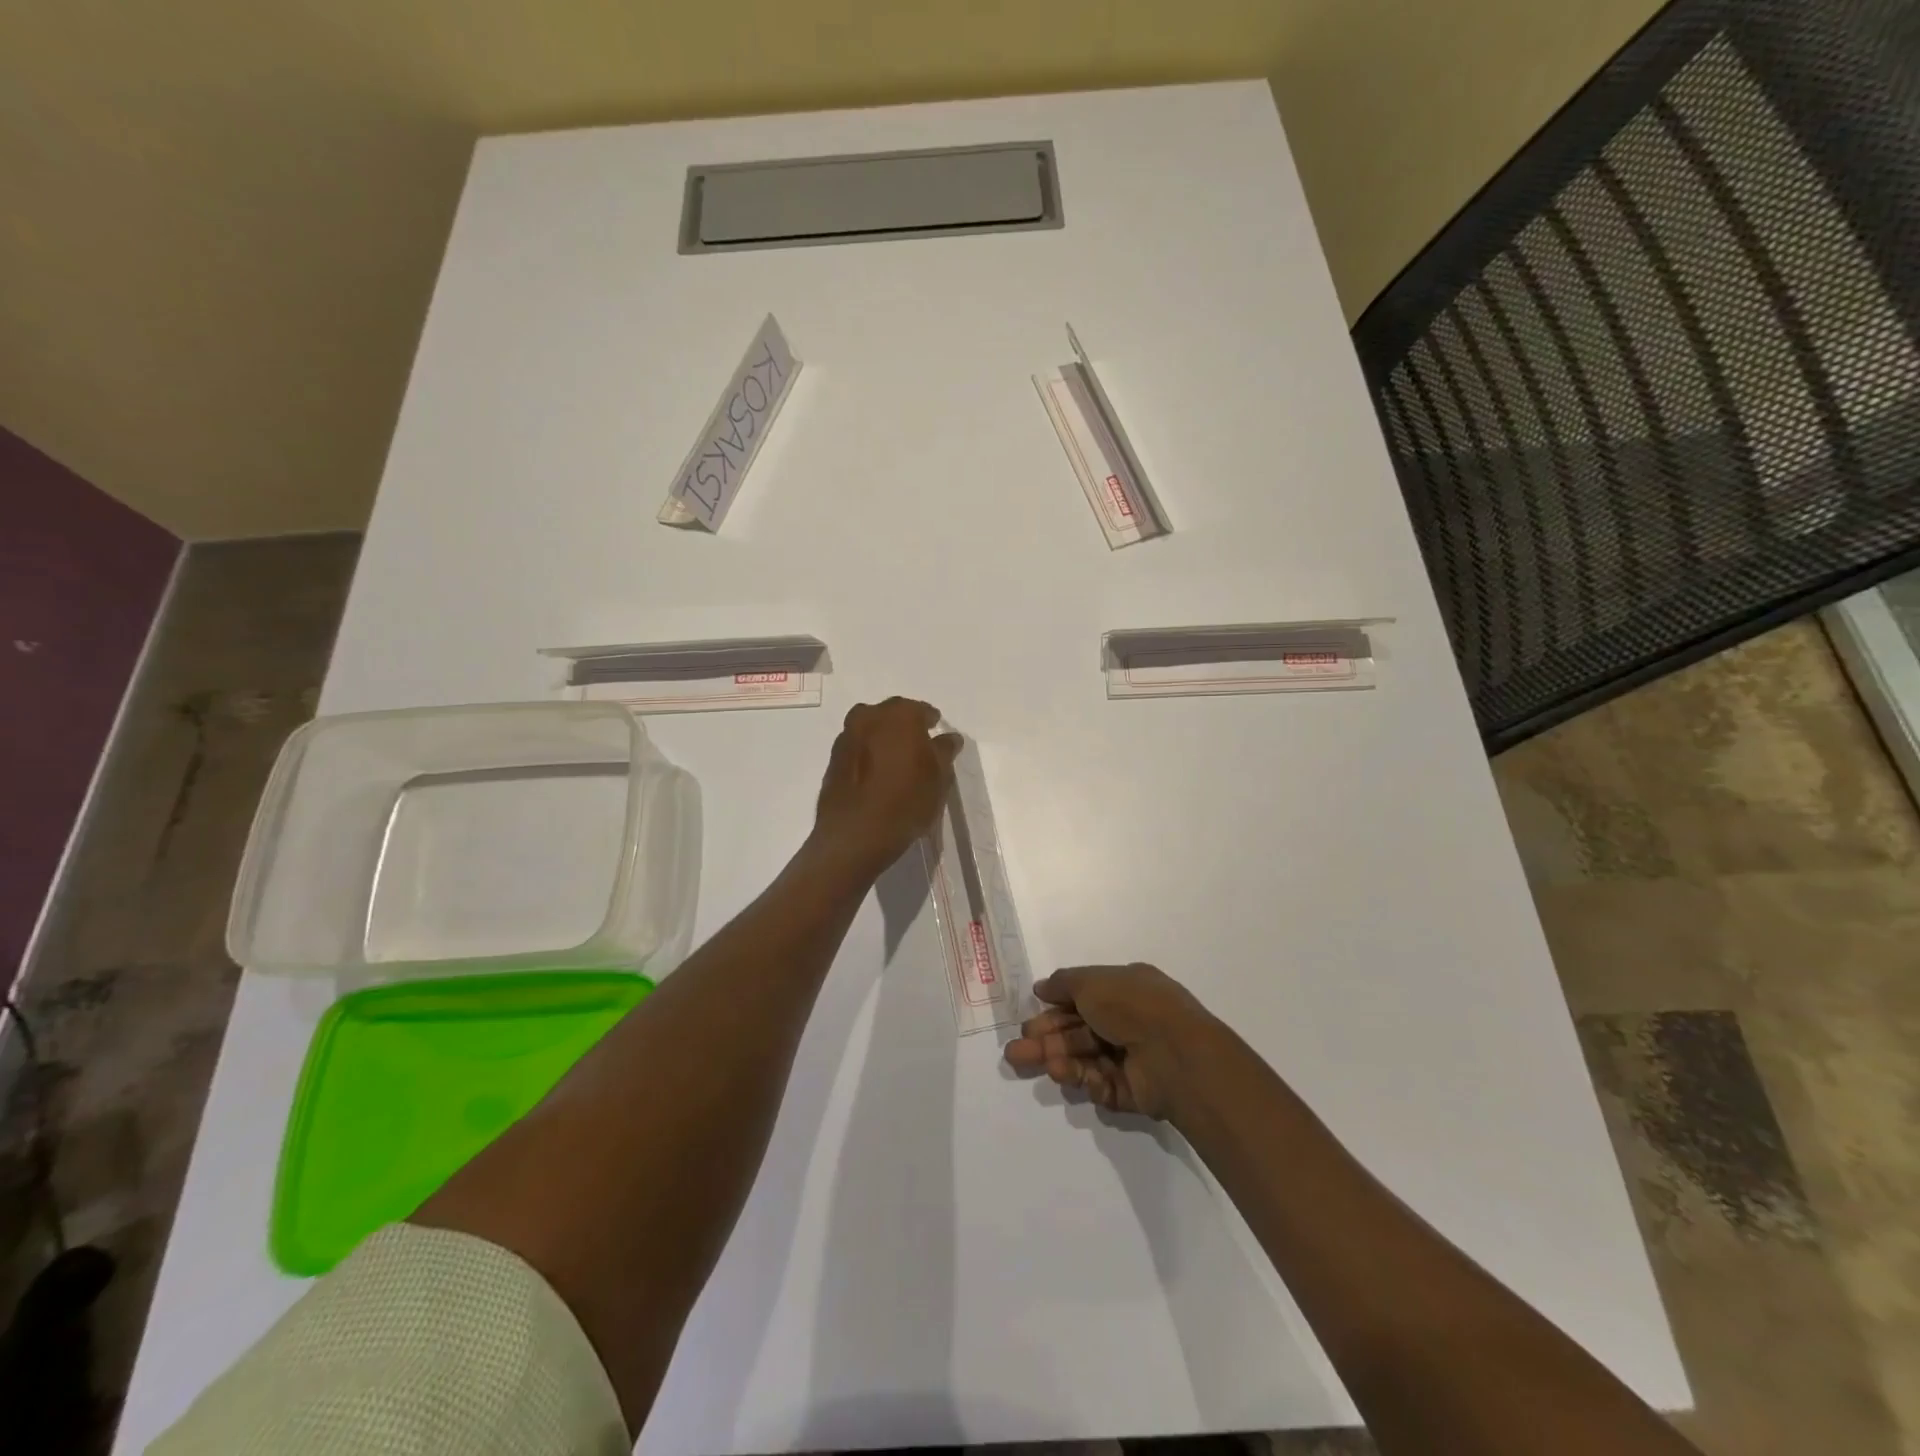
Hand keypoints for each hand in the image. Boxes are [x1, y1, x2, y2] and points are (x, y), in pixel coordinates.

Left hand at [812, 698, 962, 876]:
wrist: (855, 835)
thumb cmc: (906, 802)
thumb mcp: (939, 778)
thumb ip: (944, 751)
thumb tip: (949, 737)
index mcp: (900, 715)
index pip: (922, 710)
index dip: (932, 723)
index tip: (937, 739)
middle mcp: (870, 716)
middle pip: (893, 715)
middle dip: (905, 727)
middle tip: (917, 749)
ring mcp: (847, 736)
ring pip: (870, 729)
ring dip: (883, 739)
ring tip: (895, 763)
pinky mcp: (832, 758)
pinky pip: (856, 748)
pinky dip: (867, 754)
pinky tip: (875, 775)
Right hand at [1004, 963, 1217, 1120]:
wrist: (1174, 1053)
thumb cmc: (1132, 1006)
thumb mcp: (1091, 982)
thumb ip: (1063, 983)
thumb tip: (1041, 986)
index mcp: (1125, 990)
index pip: (1081, 1000)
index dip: (1053, 1010)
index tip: (1027, 1020)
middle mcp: (1129, 1022)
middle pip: (1078, 1033)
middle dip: (1047, 1041)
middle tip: (1016, 1052)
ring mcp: (1132, 1058)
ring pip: (1086, 1060)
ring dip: (1061, 1061)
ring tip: (1044, 1065)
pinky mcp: (1134, 1091)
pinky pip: (1102, 1085)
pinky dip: (1086, 1080)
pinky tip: (1073, 1077)